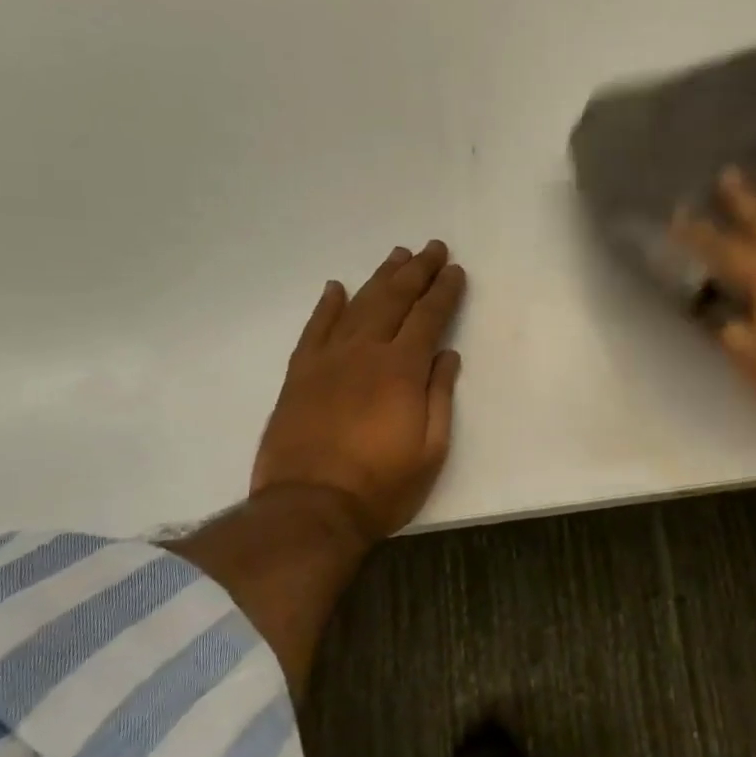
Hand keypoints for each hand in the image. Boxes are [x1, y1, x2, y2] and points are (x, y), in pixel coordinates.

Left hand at [252, 241, 466, 541]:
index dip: (444, 292)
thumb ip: (439, 396)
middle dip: (417, 271)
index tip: (455, 271)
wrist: (309, 508)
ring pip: (357, 305)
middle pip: (394, 299)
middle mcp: (365, 352)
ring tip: (397, 256)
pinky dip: (327, 306)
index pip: (428, 317)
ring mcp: (327, 360)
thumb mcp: (431, 450)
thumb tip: (447, 355)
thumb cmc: (381, 486)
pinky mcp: (300, 375)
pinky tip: (337, 288)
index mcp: (402, 370)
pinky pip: (314, 329)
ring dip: (380, 278)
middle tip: (433, 248)